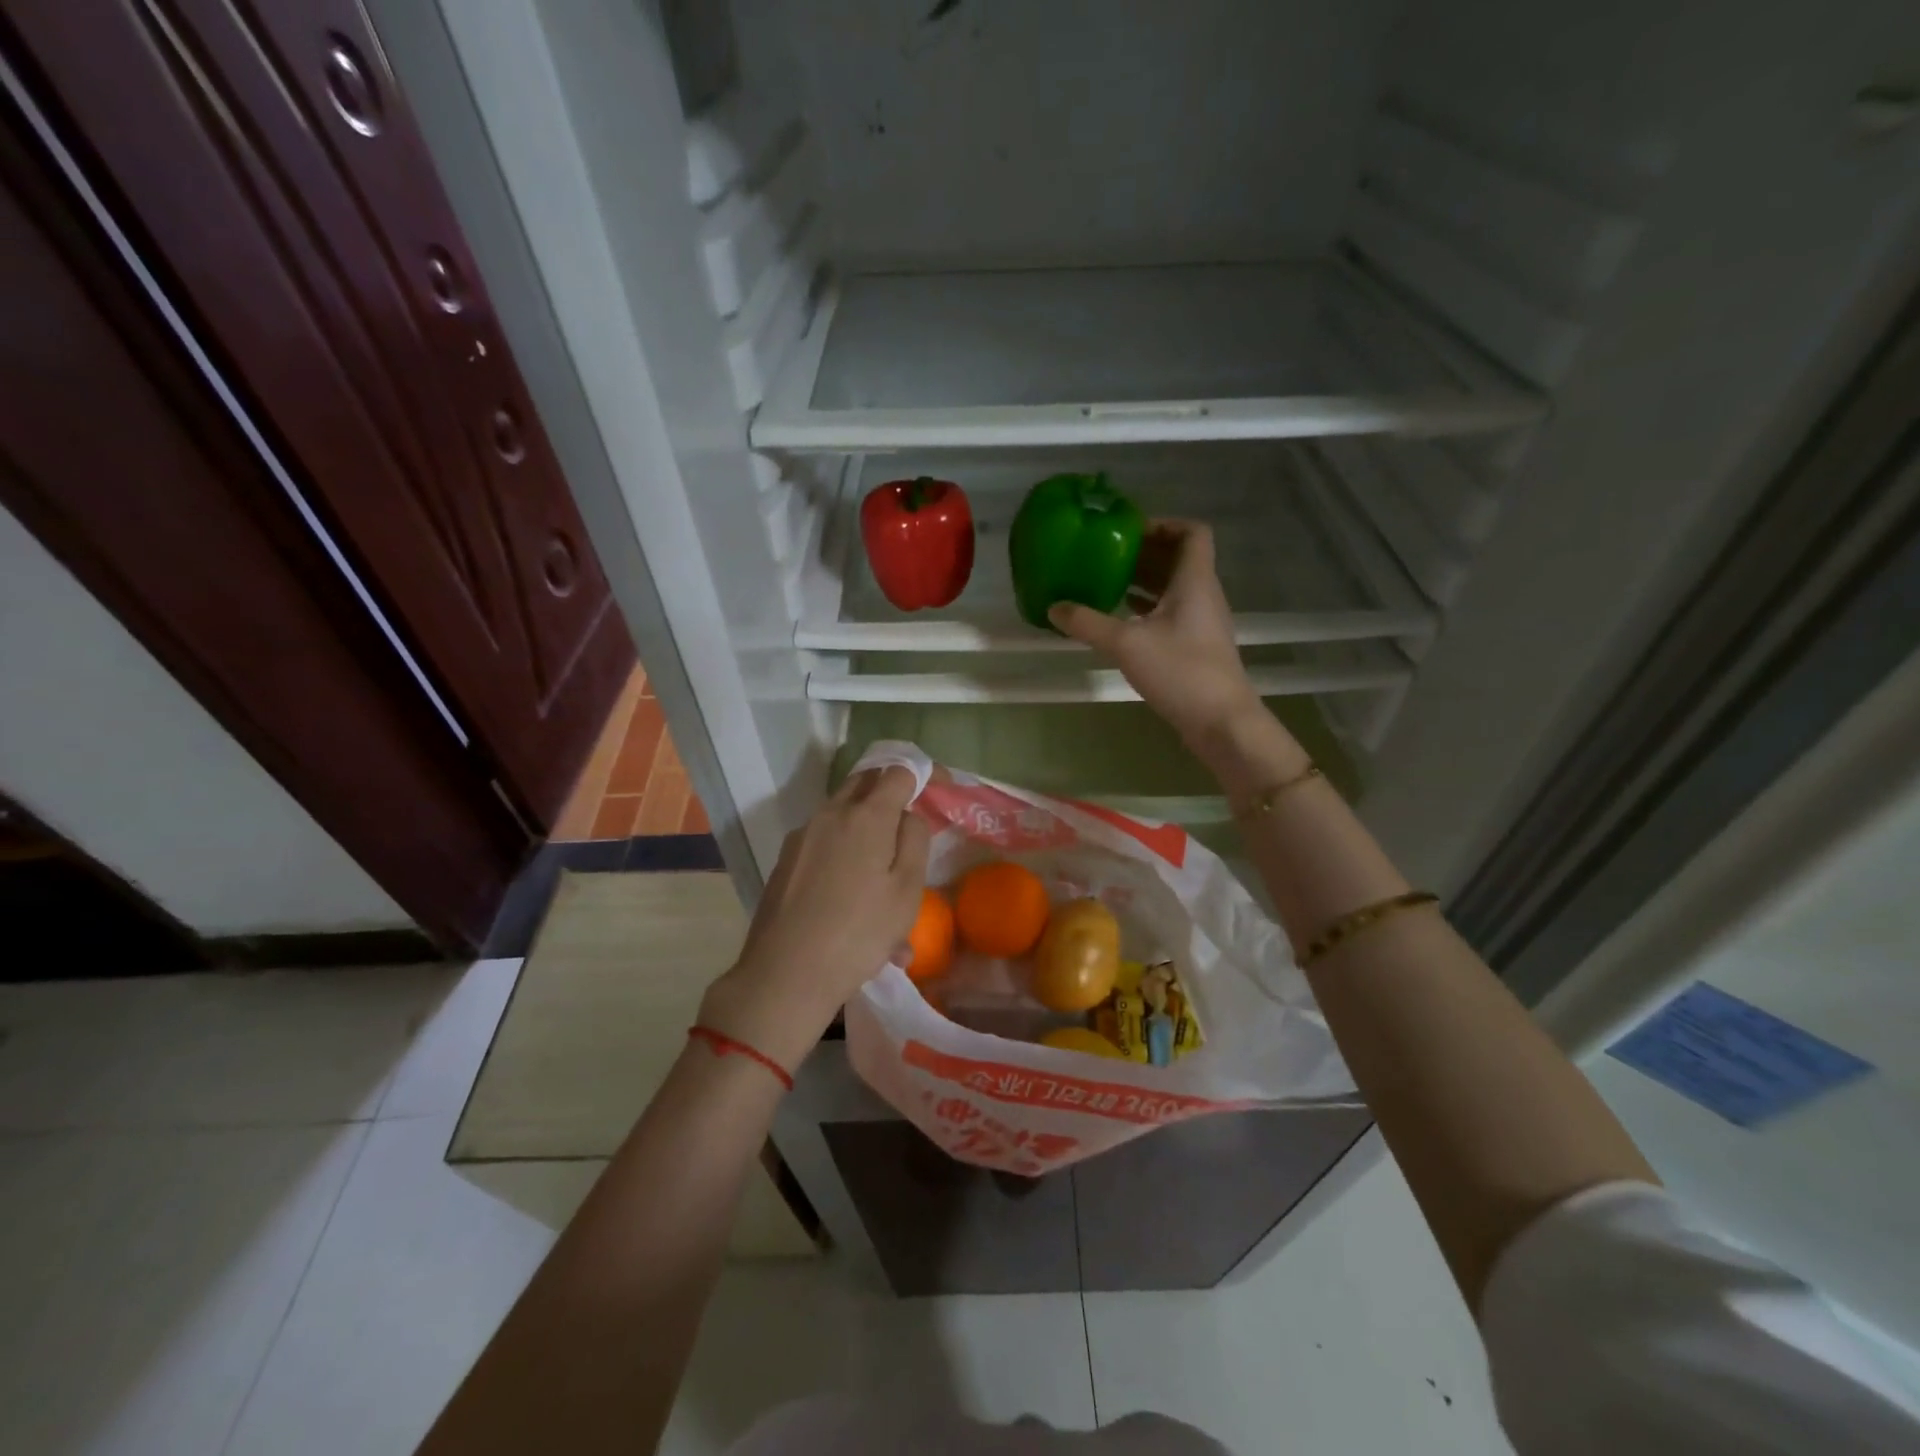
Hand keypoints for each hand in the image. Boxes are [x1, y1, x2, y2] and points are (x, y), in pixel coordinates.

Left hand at [698, 766, 929, 1071]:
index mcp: (866, 815)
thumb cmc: (859, 932)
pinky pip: (824, 840)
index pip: (898, 771)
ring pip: (842, 811)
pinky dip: (844, 849)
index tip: (937, 789)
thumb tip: (907, 815)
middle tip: (908, 821)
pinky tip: (853, 895)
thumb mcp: (906, 890)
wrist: (786, 973)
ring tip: (882, 871)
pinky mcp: (786, 859)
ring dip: (866, 823)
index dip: (921, 774)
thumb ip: (915, 840)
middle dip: (889, 790)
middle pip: (864, 782)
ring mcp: (803, 835)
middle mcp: (831, 813)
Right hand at [1049, 521, 1261, 749]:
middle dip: (1144, 552)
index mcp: (1194, 581)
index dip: (1163, 524)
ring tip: (1106, 580)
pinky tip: (1120, 618)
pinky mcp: (1196, 647)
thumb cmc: (1180, 671)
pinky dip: (1147, 608)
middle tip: (1106, 553)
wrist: (1221, 721)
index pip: (1192, 532)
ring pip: (1174, 588)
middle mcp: (1203, 595)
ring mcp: (1201, 623)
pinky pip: (1171, 614)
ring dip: (1144, 581)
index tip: (1129, 530)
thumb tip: (1054, 607)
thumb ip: (1088, 623)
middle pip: (1179, 559)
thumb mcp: (1126, 644)